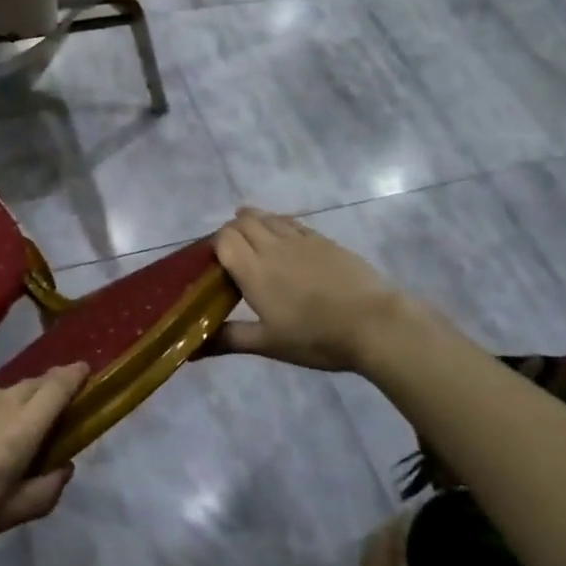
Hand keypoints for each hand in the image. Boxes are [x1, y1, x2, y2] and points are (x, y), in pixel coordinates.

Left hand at [0, 362, 90, 565]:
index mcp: (17, 433)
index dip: (73, 376)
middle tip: (41, 420)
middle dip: (43, 395)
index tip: (83, 370)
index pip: (56, 389)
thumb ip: (44, 492)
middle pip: (29, 387)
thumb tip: (65, 465)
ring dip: (2, 410)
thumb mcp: (3, 519)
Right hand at [213, 208, 416, 371]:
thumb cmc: (316, 337)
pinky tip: (282, 235)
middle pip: (243, 222)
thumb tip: (190, 348)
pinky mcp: (323, 240)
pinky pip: (292, 222)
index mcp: (254, 271)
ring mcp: (300, 240)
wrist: (375, 324)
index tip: (215, 264)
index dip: (215, 245)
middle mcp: (272, 247)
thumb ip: (229, 339)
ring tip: (252, 236)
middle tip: (233, 254)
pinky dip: (278, 223)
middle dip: (232, 231)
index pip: (223, 239)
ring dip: (254, 221)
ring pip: (267, 217)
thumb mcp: (269, 344)